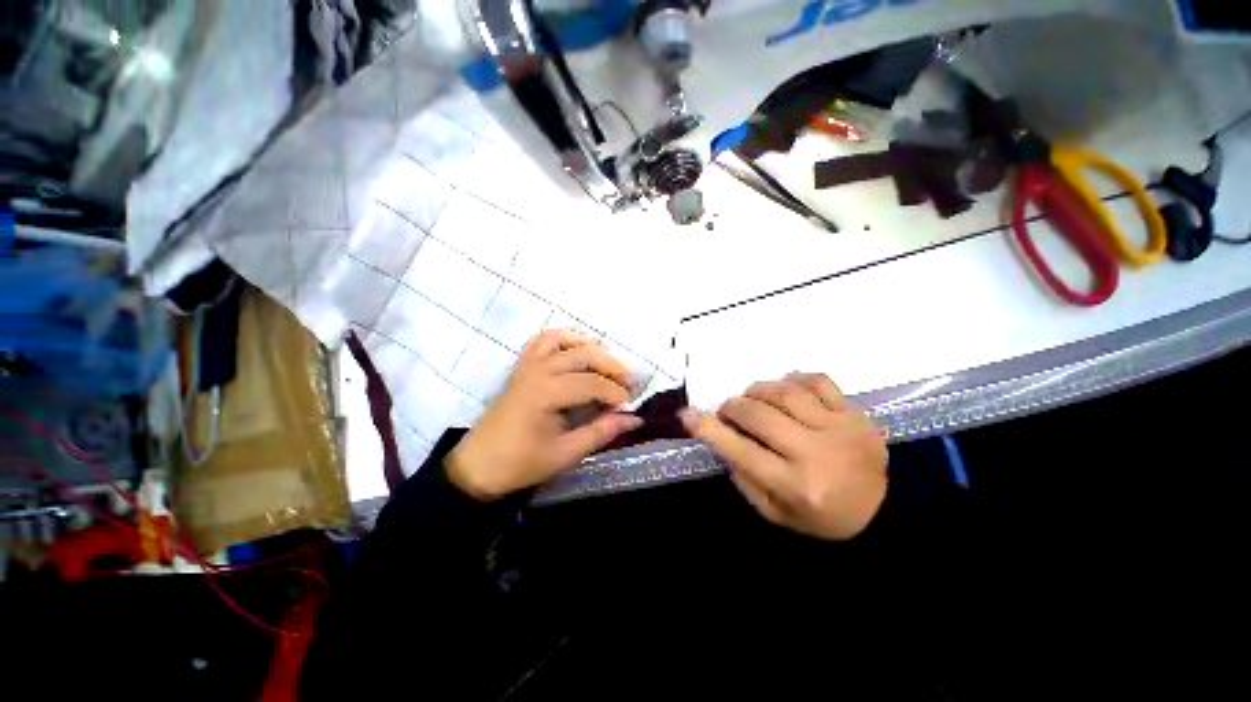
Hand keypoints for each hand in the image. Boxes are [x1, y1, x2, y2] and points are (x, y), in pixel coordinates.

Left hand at [446, 330, 642, 500]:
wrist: (478, 466)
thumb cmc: (521, 463)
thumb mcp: (566, 453)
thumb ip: (602, 431)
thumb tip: (634, 419)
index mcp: (546, 393)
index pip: (592, 383)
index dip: (616, 393)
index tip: (630, 406)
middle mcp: (538, 370)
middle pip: (584, 355)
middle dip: (612, 367)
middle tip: (629, 383)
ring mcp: (528, 365)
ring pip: (565, 341)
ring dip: (590, 348)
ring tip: (607, 365)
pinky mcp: (522, 366)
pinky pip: (543, 341)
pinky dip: (564, 339)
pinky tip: (578, 351)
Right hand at [680, 373, 887, 540]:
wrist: (883, 513)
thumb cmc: (820, 517)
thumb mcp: (773, 512)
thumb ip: (742, 476)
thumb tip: (719, 437)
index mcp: (794, 486)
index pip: (739, 450)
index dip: (707, 428)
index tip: (687, 414)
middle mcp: (816, 454)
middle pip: (759, 414)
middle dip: (732, 407)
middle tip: (727, 410)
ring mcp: (840, 429)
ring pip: (785, 392)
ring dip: (758, 390)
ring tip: (752, 397)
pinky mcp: (856, 413)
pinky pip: (818, 381)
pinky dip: (793, 379)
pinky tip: (786, 388)